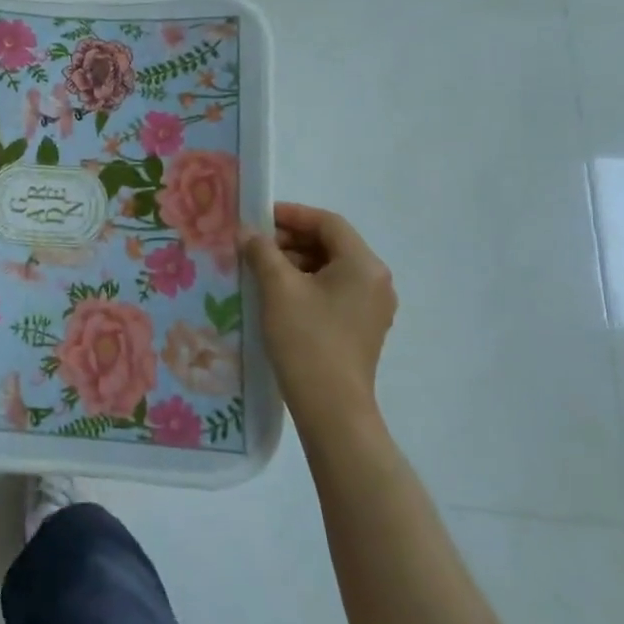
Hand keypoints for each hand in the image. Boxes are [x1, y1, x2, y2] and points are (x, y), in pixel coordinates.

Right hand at [242, 202, 397, 421]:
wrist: (332, 408)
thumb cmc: (307, 340)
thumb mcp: (278, 289)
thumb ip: (262, 252)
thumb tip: (247, 232)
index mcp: (363, 265)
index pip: (327, 222)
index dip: (291, 215)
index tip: (258, 217)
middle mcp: (375, 281)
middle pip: (331, 244)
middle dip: (291, 239)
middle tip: (254, 244)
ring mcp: (372, 307)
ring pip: (331, 268)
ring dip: (296, 262)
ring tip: (260, 269)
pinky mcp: (361, 328)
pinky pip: (333, 291)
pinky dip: (306, 284)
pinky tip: (277, 294)